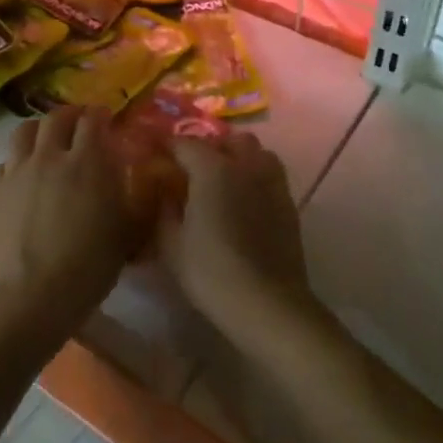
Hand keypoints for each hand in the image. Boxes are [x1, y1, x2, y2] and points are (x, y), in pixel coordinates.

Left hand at [0, 106, 150, 333]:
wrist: (33, 294)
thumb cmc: (90, 264)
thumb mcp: (129, 231)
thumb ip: (135, 197)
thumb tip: (139, 178)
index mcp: (87, 161)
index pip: (92, 120)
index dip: (100, 115)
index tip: (106, 119)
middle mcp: (49, 156)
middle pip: (56, 118)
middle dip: (70, 115)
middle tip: (78, 124)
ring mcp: (17, 171)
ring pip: (23, 131)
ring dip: (39, 129)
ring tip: (46, 139)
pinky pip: (3, 163)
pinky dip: (15, 161)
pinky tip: (21, 174)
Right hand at [156, 134, 315, 344]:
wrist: (266, 303)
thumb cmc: (210, 272)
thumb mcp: (171, 244)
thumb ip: (164, 209)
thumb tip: (164, 193)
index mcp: (212, 168)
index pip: (184, 143)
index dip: (166, 147)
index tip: (154, 156)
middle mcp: (245, 164)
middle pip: (226, 140)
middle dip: (208, 147)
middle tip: (191, 169)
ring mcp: (272, 181)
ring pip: (256, 151)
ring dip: (238, 157)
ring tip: (223, 180)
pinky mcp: (288, 202)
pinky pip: (270, 174)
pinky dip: (255, 176)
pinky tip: (245, 200)